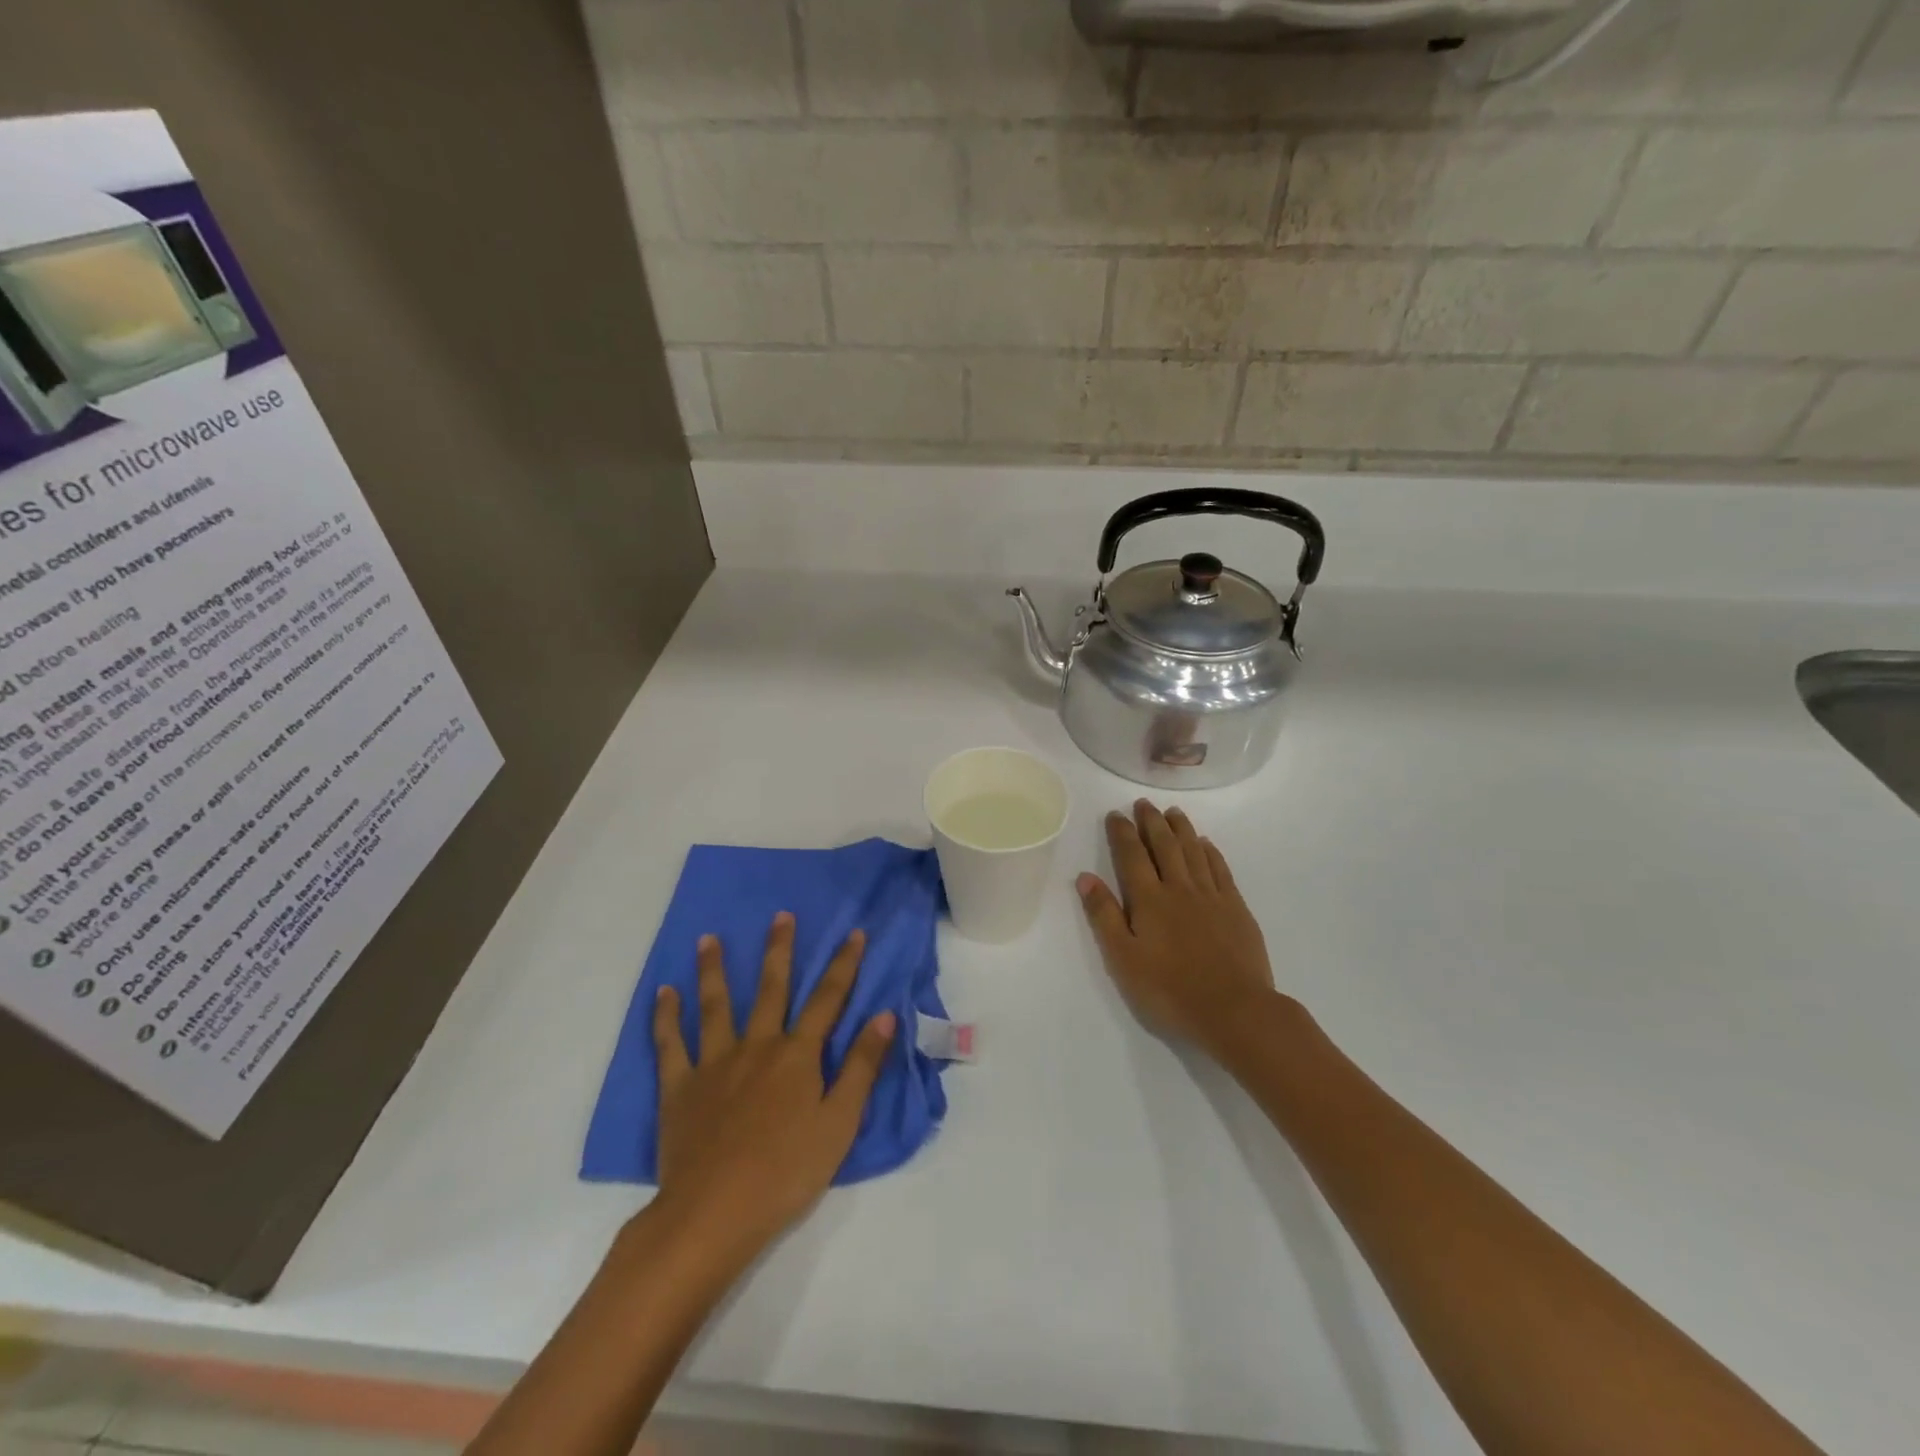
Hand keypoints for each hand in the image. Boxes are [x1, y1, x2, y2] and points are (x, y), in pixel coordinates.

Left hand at [652, 912, 895, 1252]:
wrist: (713, 1214)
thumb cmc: (786, 1172)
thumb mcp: (840, 1124)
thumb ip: (862, 1067)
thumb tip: (885, 1015)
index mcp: (797, 1055)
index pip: (827, 999)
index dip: (843, 964)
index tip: (854, 932)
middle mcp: (757, 1046)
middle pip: (771, 989)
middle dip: (779, 950)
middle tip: (780, 915)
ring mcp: (714, 1063)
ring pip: (716, 1006)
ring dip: (713, 970)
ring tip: (708, 938)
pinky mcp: (679, 1087)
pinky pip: (670, 1044)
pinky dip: (666, 1016)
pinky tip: (664, 993)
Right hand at [1077, 800, 1277, 1054]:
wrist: (1234, 1010)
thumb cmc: (1170, 990)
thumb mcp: (1123, 959)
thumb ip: (1104, 916)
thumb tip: (1086, 877)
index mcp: (1149, 900)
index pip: (1132, 855)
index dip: (1122, 832)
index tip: (1115, 814)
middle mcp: (1179, 888)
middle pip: (1164, 845)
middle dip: (1151, 822)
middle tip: (1143, 803)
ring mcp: (1211, 896)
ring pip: (1193, 851)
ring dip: (1181, 828)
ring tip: (1172, 812)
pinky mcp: (1236, 908)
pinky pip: (1220, 869)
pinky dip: (1210, 851)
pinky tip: (1205, 844)